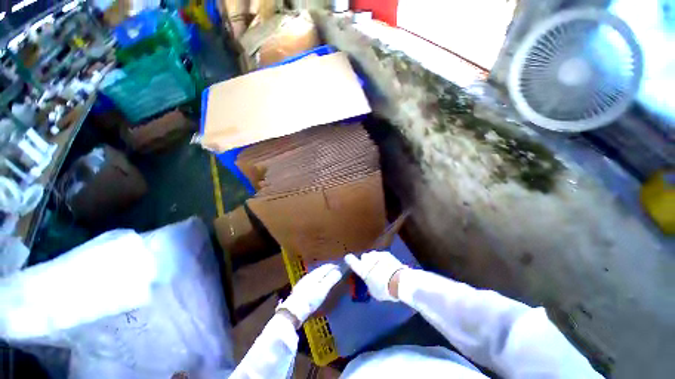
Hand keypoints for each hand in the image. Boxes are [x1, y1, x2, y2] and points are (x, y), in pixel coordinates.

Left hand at [278, 263, 344, 324]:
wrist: (293, 311)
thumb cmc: (310, 300)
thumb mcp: (323, 290)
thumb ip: (331, 279)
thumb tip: (339, 270)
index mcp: (314, 274)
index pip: (326, 267)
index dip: (333, 266)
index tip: (340, 267)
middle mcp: (309, 276)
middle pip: (320, 270)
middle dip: (328, 270)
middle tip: (336, 272)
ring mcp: (303, 283)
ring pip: (315, 275)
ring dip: (323, 275)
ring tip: (329, 278)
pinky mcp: (300, 290)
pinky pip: (312, 281)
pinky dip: (318, 281)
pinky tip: (318, 286)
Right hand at [344, 251, 406, 301]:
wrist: (400, 281)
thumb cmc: (384, 289)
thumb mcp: (373, 291)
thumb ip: (369, 284)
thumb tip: (370, 282)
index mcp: (362, 268)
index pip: (351, 261)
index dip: (349, 260)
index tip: (348, 259)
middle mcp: (368, 258)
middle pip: (364, 258)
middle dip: (366, 262)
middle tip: (371, 270)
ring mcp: (377, 254)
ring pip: (373, 255)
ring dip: (375, 260)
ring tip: (381, 268)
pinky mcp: (386, 253)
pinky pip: (381, 255)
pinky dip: (383, 260)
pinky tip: (388, 266)